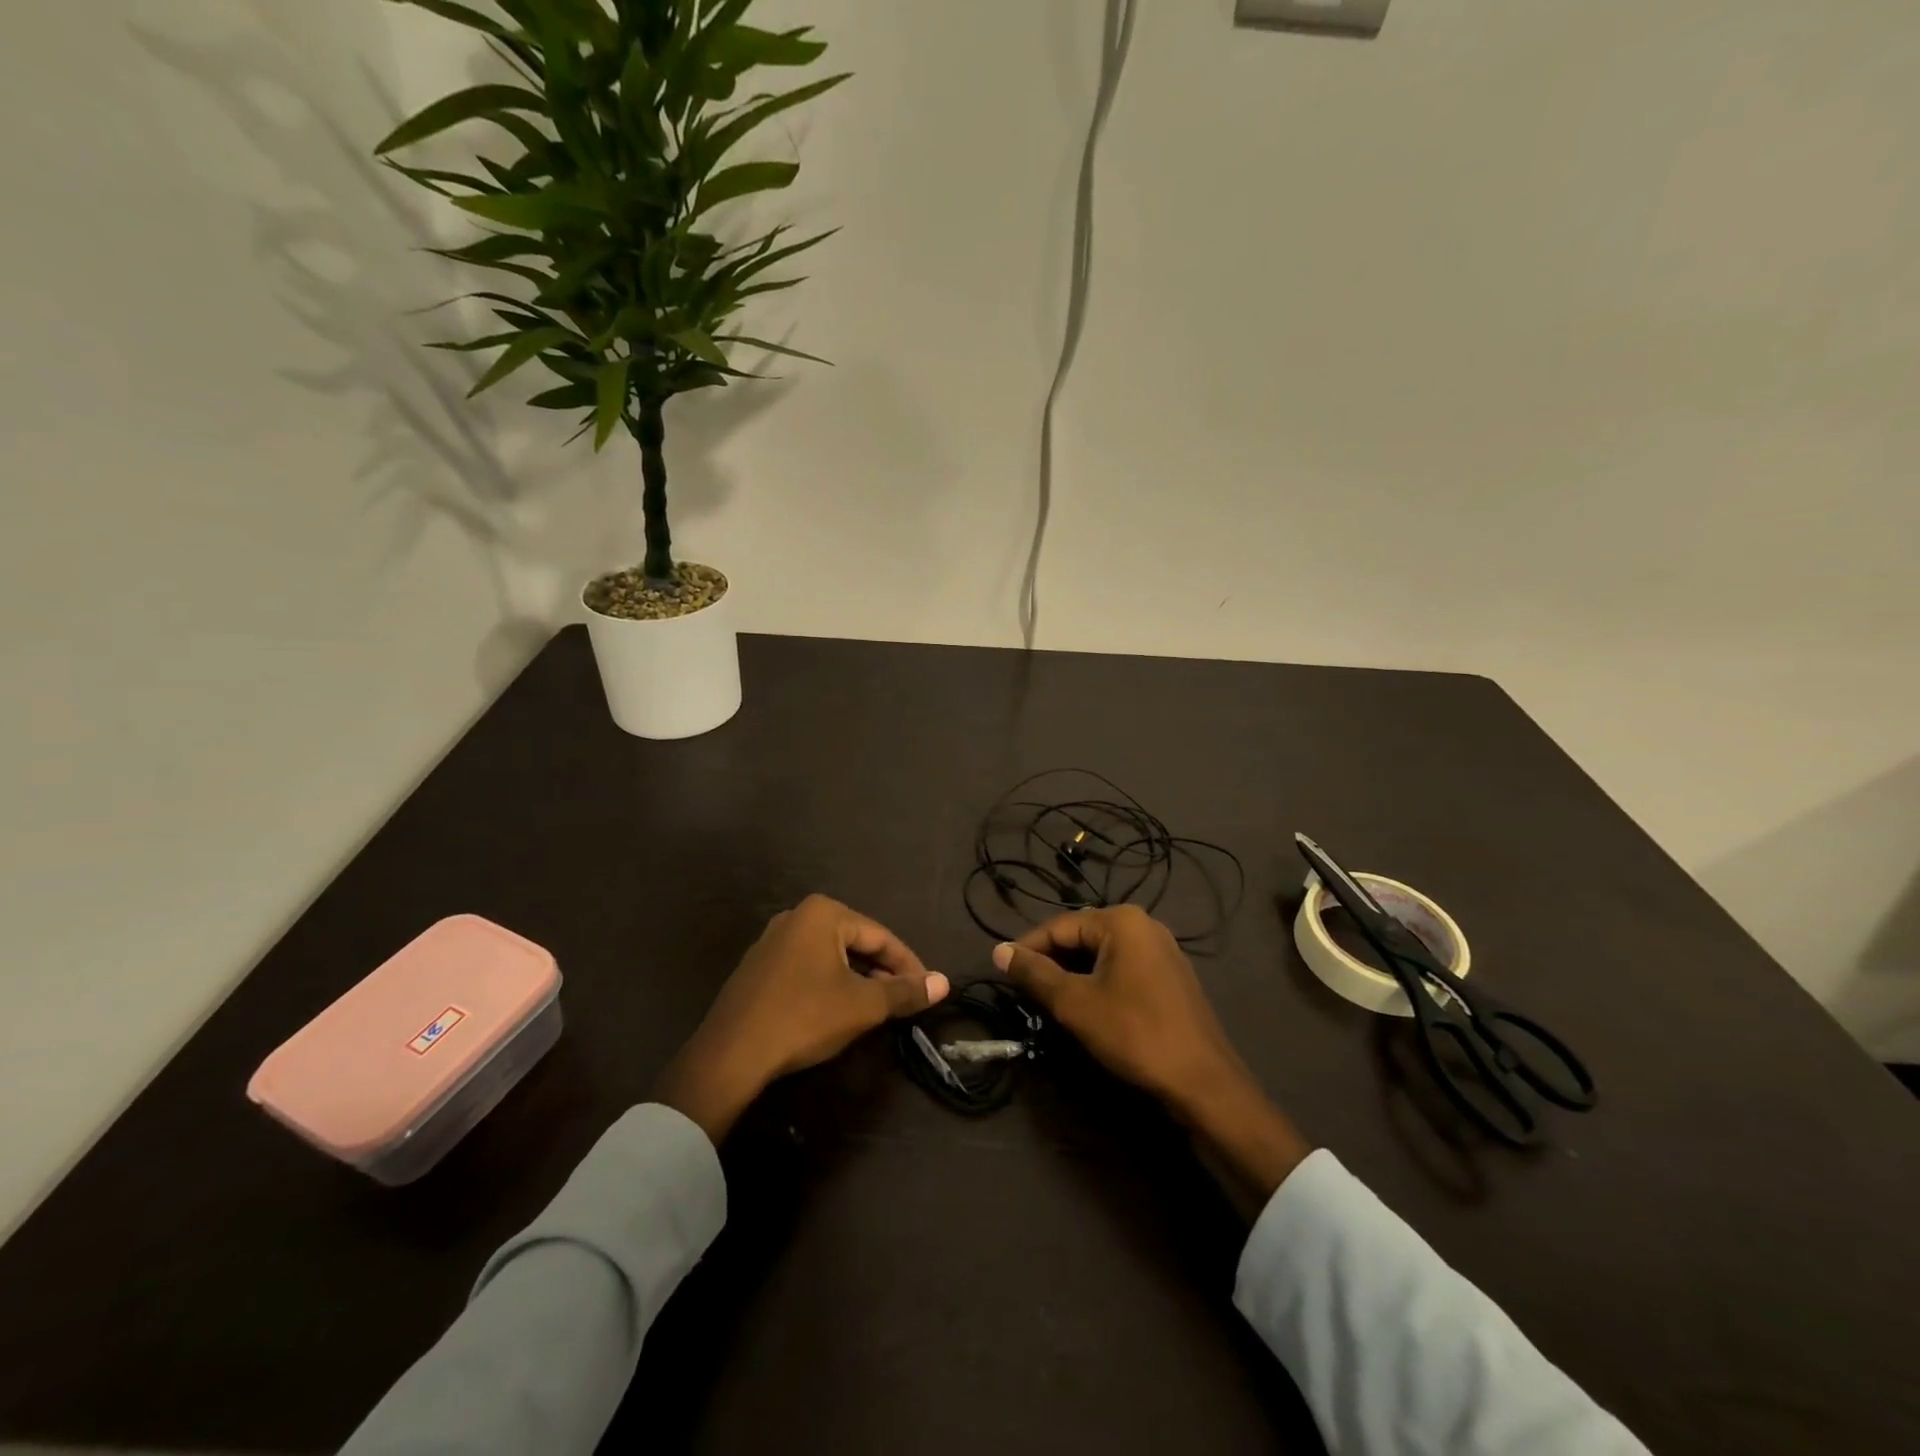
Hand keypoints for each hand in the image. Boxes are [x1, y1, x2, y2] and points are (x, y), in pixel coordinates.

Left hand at [656, 895, 949, 1143]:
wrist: (731, 1054)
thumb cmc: (805, 1017)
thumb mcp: (863, 1005)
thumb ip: (904, 991)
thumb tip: (944, 983)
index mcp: (823, 913)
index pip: (881, 936)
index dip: (909, 964)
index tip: (928, 990)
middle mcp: (796, 916)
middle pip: (855, 942)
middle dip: (882, 971)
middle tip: (903, 1000)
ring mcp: (772, 941)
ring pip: (830, 956)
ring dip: (857, 979)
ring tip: (876, 1007)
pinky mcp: (758, 968)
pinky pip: (806, 968)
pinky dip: (829, 984)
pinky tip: (836, 1010)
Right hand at [994, 905, 1309, 1199]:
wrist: (1203, 1081)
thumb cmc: (1134, 1034)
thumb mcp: (1075, 1004)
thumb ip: (1035, 974)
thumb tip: (999, 951)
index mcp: (1121, 921)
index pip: (1059, 925)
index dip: (1027, 948)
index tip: (1002, 971)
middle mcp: (1144, 924)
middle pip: (1081, 935)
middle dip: (1052, 961)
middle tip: (1025, 991)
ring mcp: (1162, 949)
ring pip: (1102, 954)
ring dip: (1074, 974)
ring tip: (1050, 1001)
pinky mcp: (1171, 975)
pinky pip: (1123, 967)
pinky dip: (1099, 981)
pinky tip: (1088, 1007)